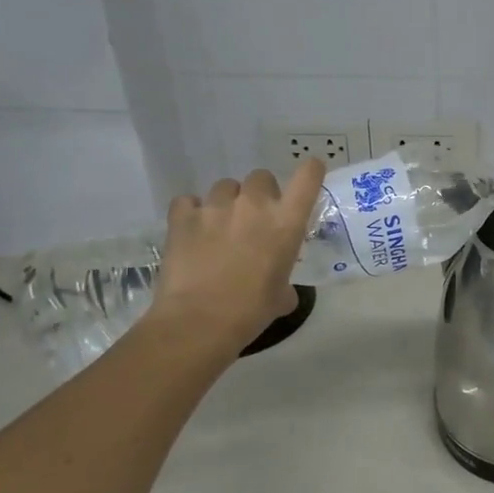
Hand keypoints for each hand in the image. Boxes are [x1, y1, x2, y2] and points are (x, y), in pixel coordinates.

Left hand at [143, 159, 325, 355]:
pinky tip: (190, 229)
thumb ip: (284, 280)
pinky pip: (188, 201)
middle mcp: (254, 205)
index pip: (308, 177)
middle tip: (253, 218)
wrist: (199, 321)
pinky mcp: (183, 216)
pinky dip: (190, 211)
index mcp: (286, 222)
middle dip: (260, 193)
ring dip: (227, 201)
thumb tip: (280, 287)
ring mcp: (216, 207)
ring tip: (219, 225)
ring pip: (225, 186)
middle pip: (261, 177)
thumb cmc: (251, 311)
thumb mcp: (281, 296)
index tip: (309, 174)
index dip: (310, 171)